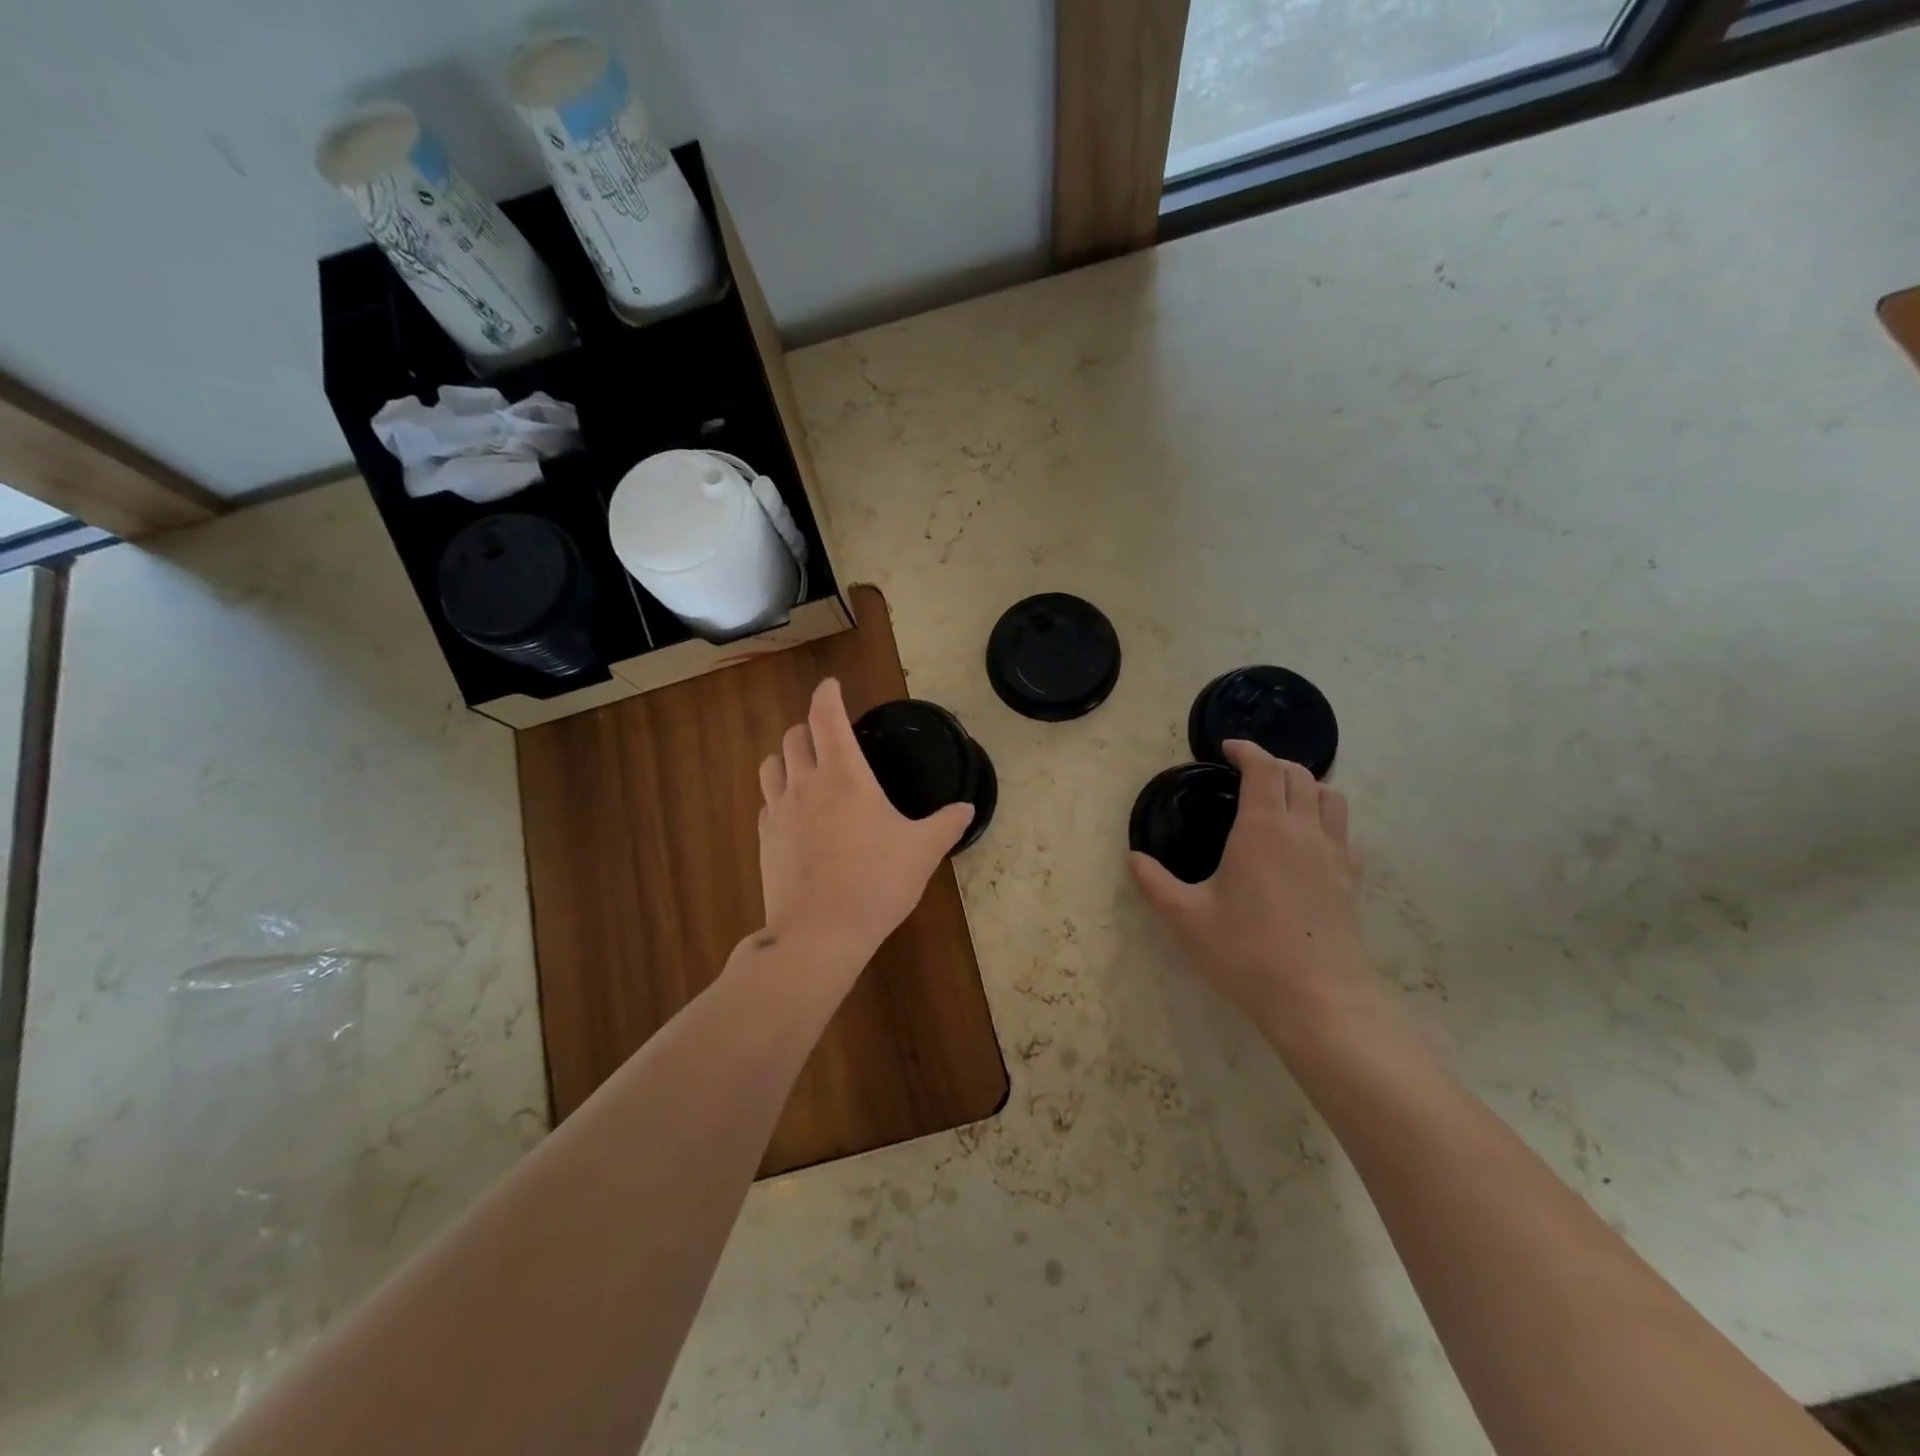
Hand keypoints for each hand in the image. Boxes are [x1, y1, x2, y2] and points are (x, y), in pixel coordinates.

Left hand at [756, 679, 973, 975]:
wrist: (819, 933)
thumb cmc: (876, 882)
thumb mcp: (922, 851)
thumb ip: (946, 824)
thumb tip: (968, 808)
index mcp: (844, 775)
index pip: (826, 717)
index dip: (827, 695)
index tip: (831, 685)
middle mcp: (805, 784)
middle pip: (792, 736)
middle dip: (808, 726)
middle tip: (827, 735)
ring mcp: (779, 812)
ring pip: (771, 765)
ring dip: (786, 756)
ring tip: (805, 767)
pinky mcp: (764, 839)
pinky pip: (767, 802)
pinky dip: (778, 795)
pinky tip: (795, 813)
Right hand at [1130, 741, 1390, 1053]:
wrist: (1318, 1000)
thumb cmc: (1246, 952)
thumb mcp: (1185, 918)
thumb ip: (1154, 883)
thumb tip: (1132, 858)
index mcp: (1262, 828)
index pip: (1263, 768)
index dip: (1247, 750)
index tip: (1228, 748)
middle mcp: (1303, 830)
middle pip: (1298, 773)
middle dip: (1272, 762)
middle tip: (1247, 772)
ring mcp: (1334, 853)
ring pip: (1329, 795)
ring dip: (1305, 783)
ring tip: (1281, 796)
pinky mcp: (1351, 878)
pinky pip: (1343, 829)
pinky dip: (1325, 816)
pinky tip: (1308, 839)